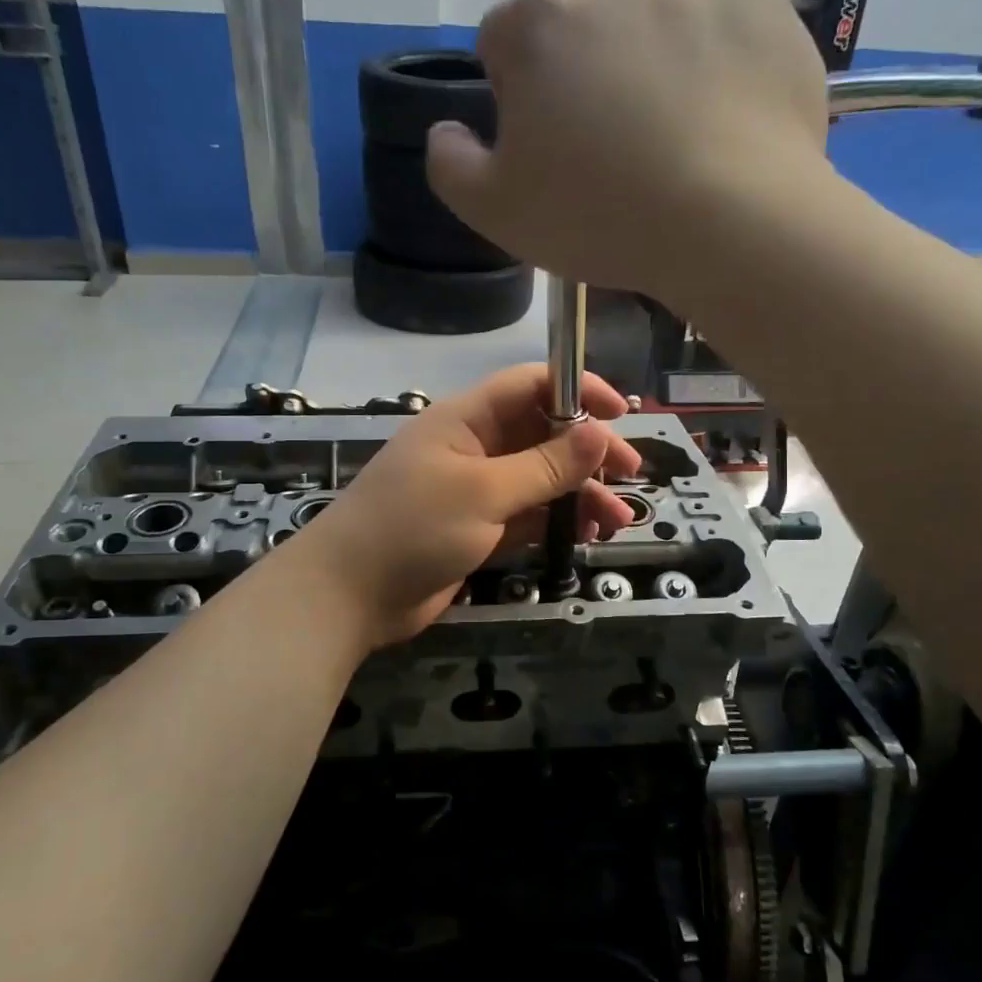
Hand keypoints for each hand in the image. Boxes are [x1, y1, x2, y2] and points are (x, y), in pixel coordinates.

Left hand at [302, 366, 643, 645]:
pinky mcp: (478, 530)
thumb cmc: (412, 528)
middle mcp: (475, 447)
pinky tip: (588, 535)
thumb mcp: (484, 492)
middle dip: (588, 451)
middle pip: (544, 434)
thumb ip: (545, 465)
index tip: (620, 413)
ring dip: (580, 493)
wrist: (350, 596)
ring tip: (617, 519)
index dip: (578, 390)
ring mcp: (477, 491)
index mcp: (467, 419)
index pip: (531, 385)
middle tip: (631, 473)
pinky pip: (529, 516)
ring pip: (542, 480)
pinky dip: (558, 522)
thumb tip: (601, 432)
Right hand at [425, 0, 831, 307]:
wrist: (734, 223)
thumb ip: (450, 164)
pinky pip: (722, 25)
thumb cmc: (602, 217)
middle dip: (584, 76)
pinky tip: (723, 120)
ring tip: (675, 139)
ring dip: (651, 63)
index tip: (545, 149)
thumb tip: (447, 131)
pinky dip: (717, 61)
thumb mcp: (496, 213)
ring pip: (653, 20)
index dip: (515, 97)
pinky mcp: (762, 3)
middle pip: (581, 27)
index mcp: (539, 23)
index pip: (502, 41)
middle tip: (613, 153)